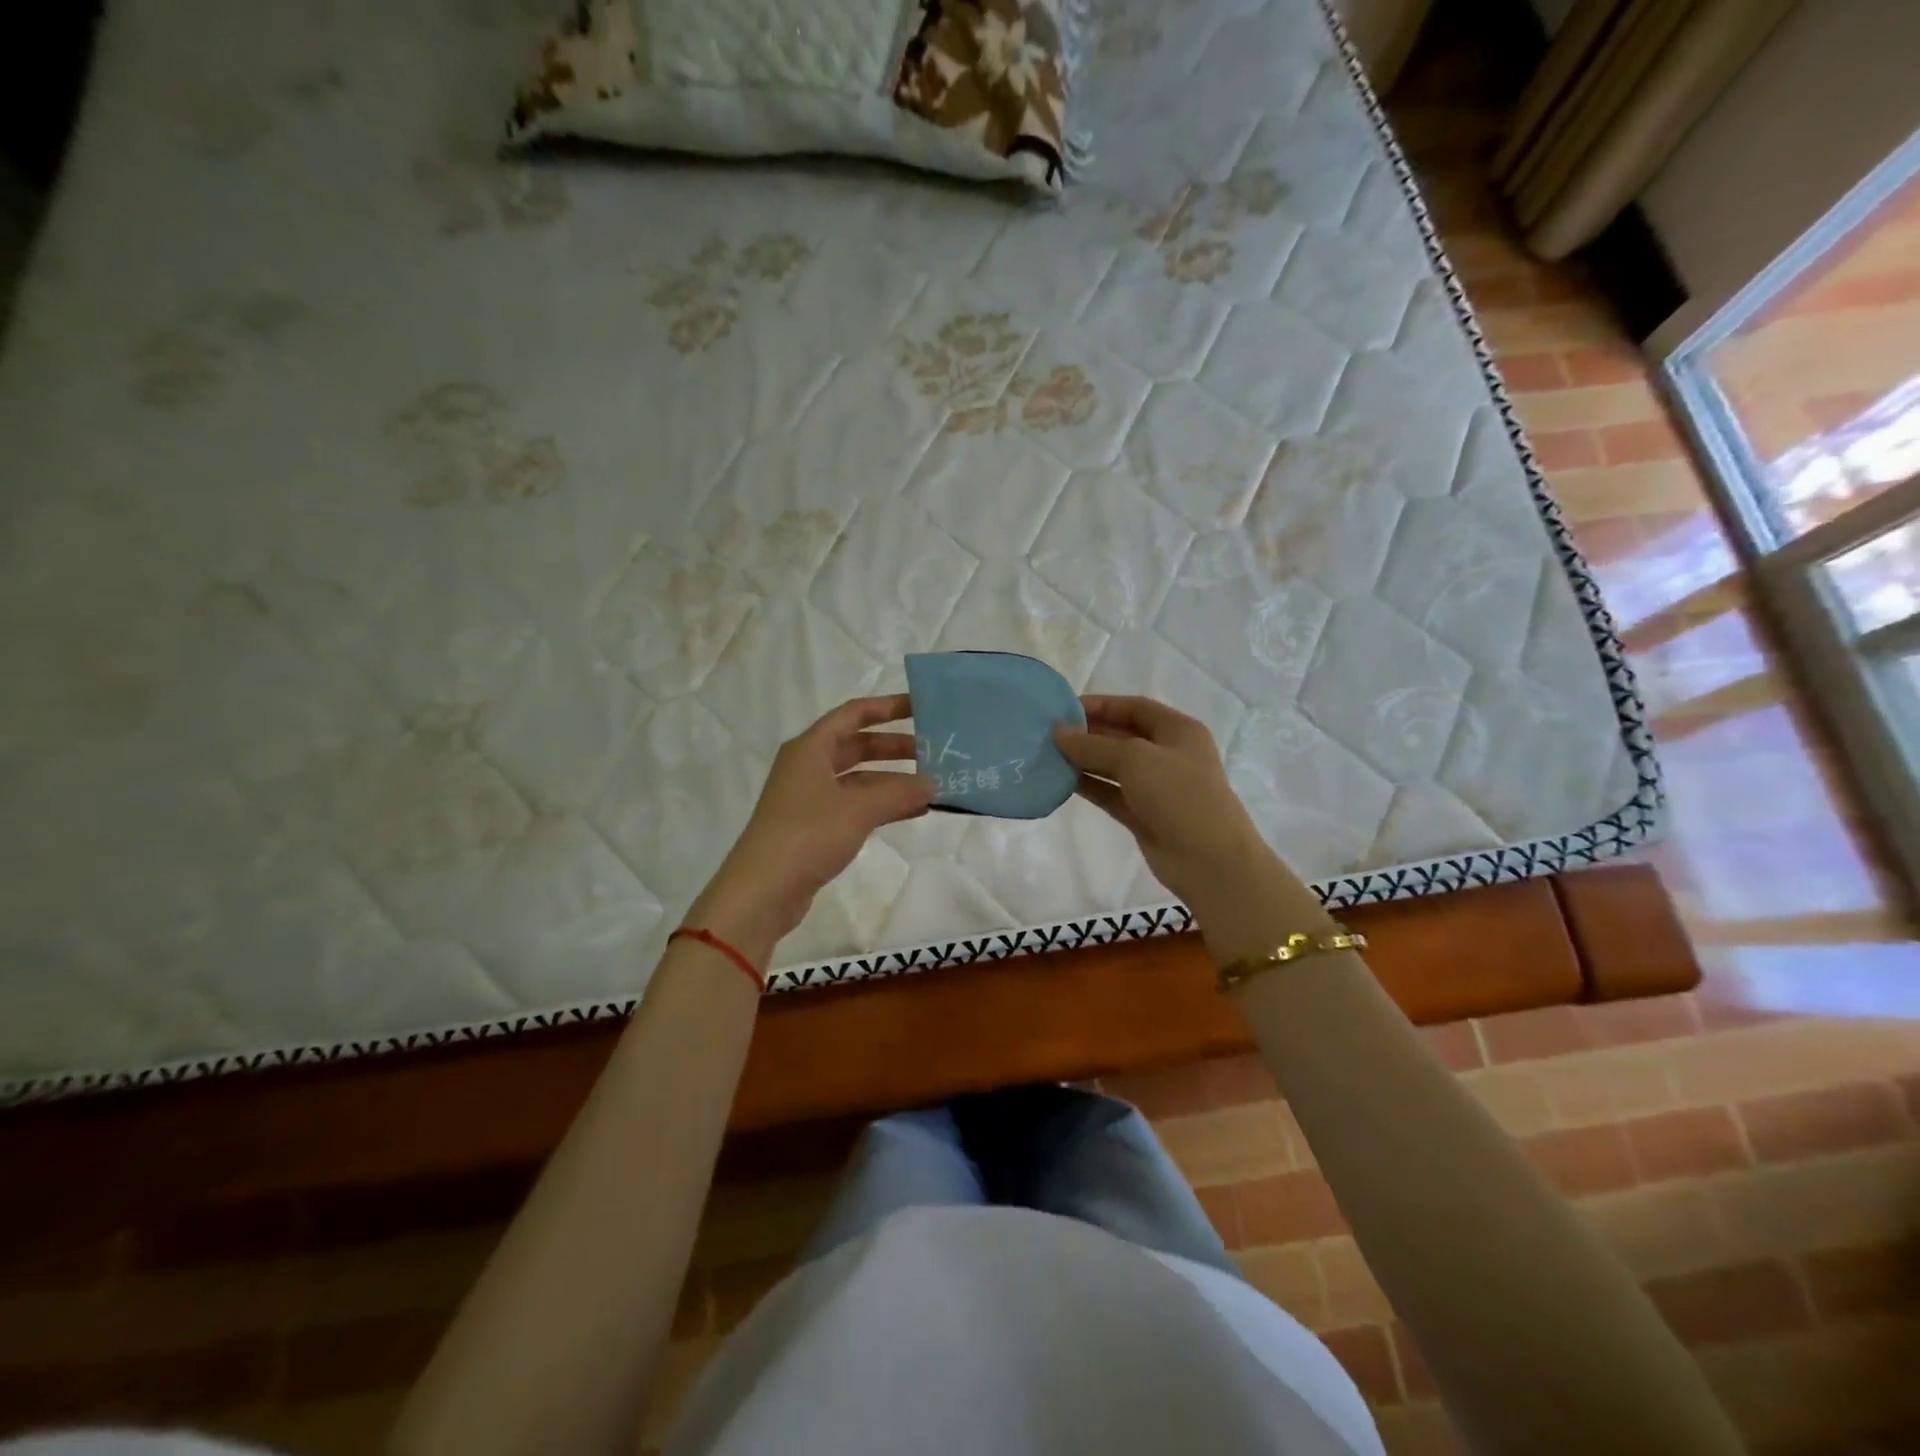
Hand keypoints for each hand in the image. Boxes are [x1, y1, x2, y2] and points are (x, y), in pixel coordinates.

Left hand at [685, 695, 933, 965]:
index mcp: (811, 748)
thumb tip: (933, 784)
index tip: (921, 708)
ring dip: (892, 780)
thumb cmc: (808, 835)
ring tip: (931, 785)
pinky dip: (882, 805)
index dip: (887, 708)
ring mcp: (810, 798)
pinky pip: (855, 805)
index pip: (853, 714)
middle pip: (857, 746)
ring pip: (858, 778)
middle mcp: (808, 766)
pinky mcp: (814, 827)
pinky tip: (912, 812)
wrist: (763, 890)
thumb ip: (899, 792)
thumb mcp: (859, 809)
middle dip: (895, 747)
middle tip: (934, 752)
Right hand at [1053, 695, 1267, 912]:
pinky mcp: (1143, 814)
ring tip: (1048, 756)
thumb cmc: (1178, 795)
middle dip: (1088, 733)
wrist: (1209, 860)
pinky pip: (1111, 793)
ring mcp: (1156, 787)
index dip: (1101, 705)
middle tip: (1049, 734)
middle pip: (1122, 735)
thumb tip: (1057, 733)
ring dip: (1084, 761)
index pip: (1134, 708)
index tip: (1063, 709)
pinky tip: (1061, 781)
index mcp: (1178, 731)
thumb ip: (1093, 745)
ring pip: (1114, 766)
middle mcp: (1168, 754)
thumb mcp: (1135, 759)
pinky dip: (1089, 786)